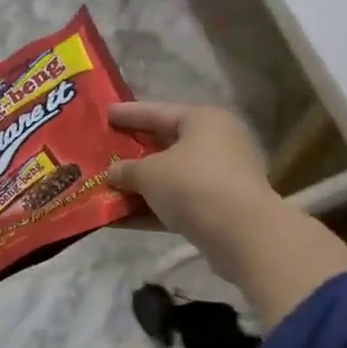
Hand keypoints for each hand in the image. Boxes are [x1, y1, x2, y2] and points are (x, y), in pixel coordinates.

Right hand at [108, 101, 346, 328]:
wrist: (243, 235)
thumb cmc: (193, 185)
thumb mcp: (149, 173)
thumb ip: (126, 170)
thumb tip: (113, 173)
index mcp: (203, 121)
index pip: (157, 112)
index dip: (128, 114)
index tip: (105, 114)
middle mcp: (216, 144)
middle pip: (164, 145)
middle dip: (132, 154)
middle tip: (103, 152)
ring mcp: (220, 178)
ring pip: (169, 178)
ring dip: (138, 186)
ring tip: (104, 189)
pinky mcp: (218, 210)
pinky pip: (177, 203)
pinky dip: (150, 209)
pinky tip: (118, 219)